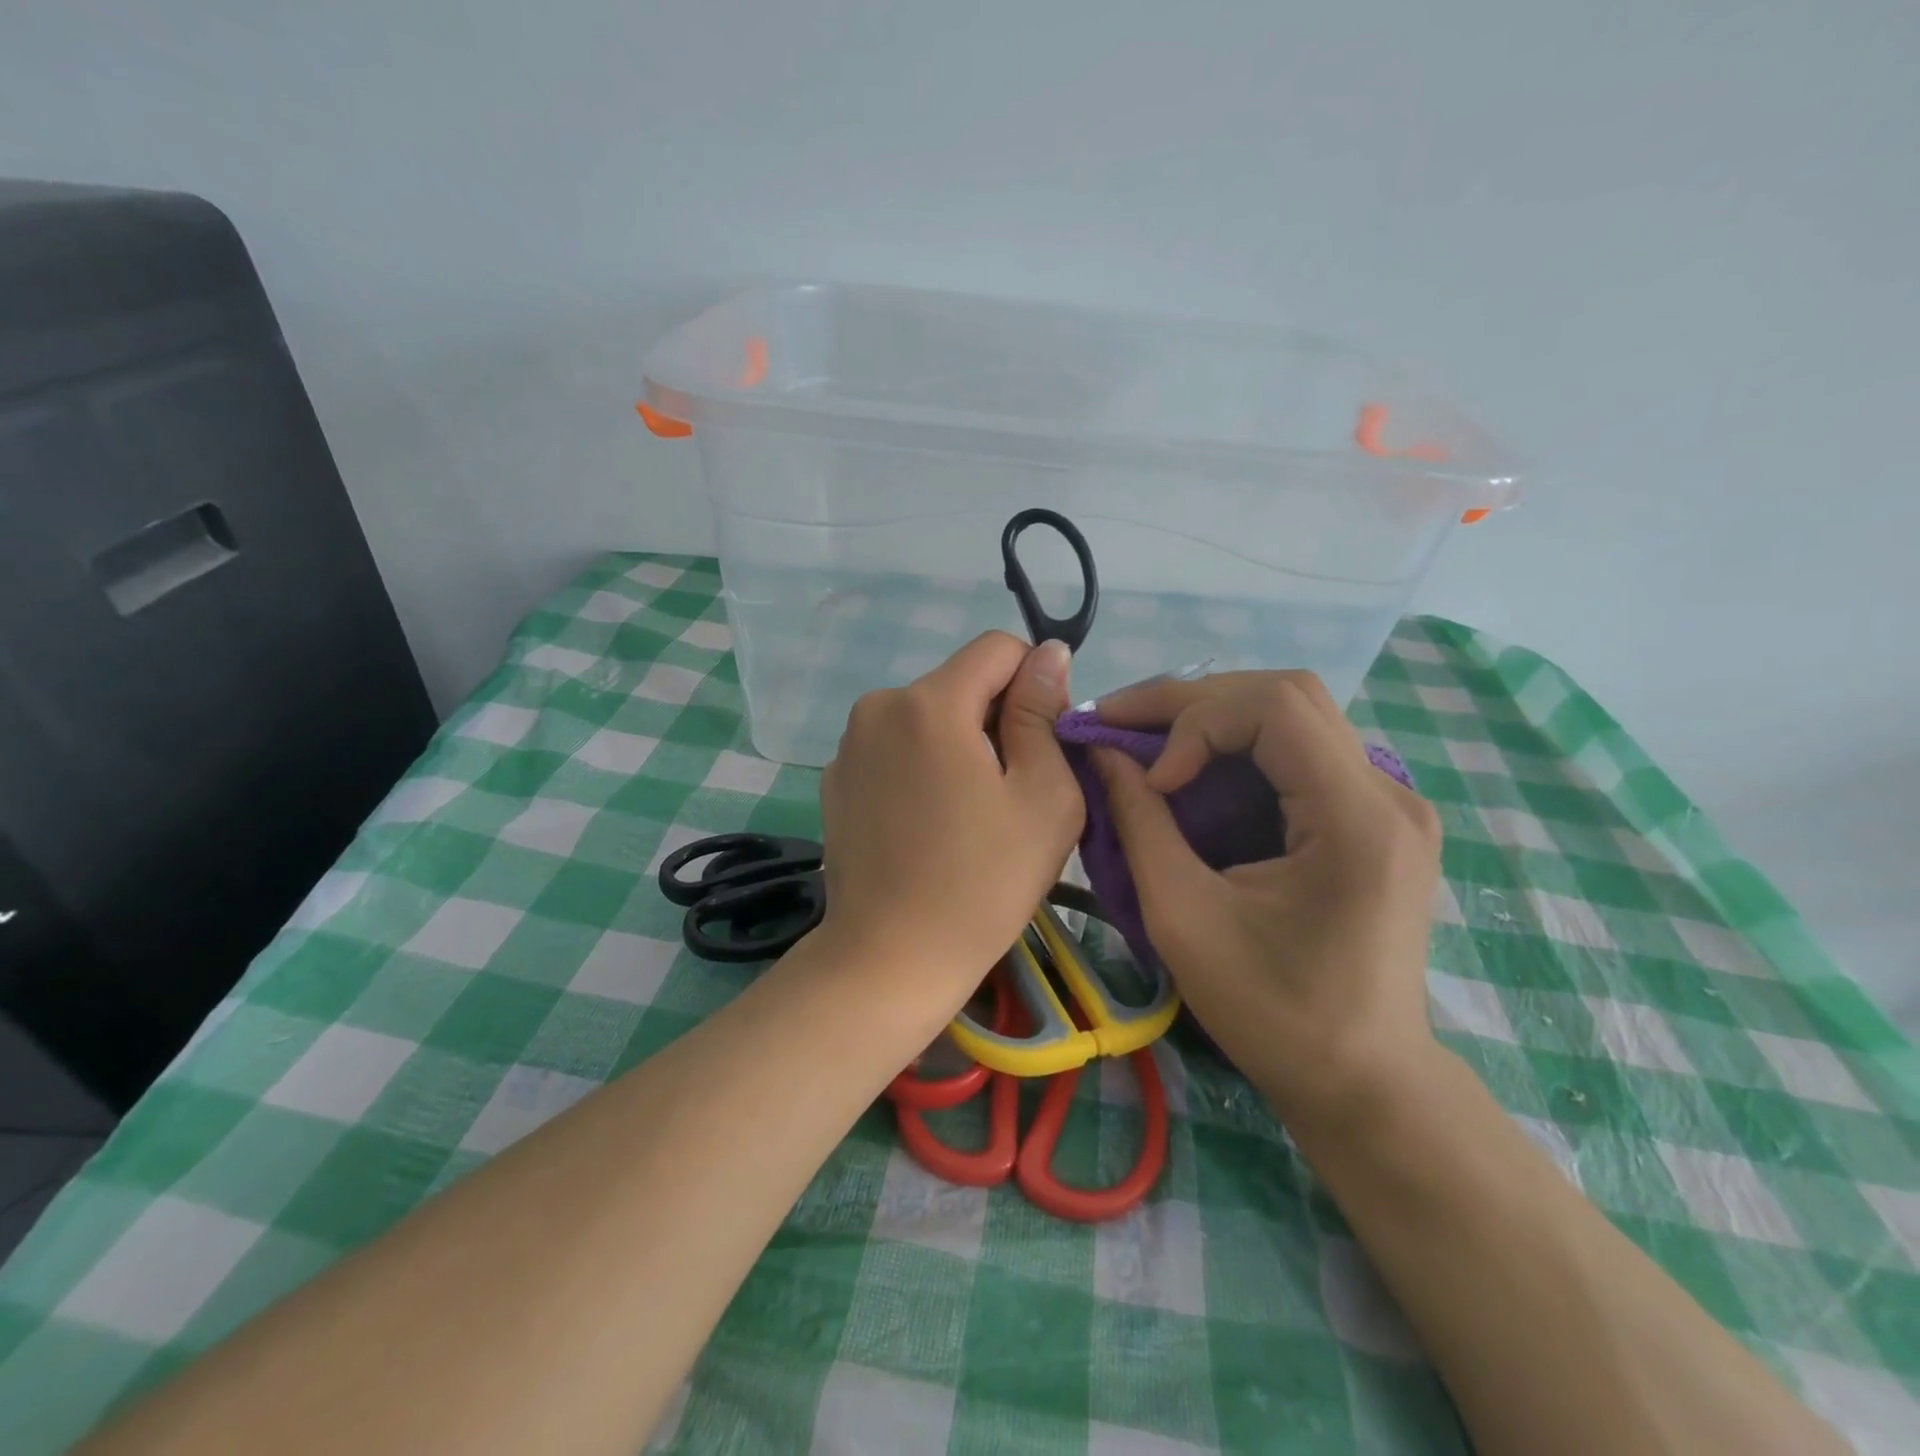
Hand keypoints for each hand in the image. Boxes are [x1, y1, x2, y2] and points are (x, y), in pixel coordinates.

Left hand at [819, 633, 1084, 1008]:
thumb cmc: (983, 882)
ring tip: (968, 815)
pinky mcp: (835, 779)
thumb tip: (1047, 654)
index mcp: (930, 702)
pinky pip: (895, 749)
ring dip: (958, 745)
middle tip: (1010, 793)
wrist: (890, 958)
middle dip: (995, 720)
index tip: (1042, 743)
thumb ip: (1042, 713)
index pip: (998, 649)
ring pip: (928, 717)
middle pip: (960, 684)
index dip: (1034, 684)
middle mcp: (878, 706)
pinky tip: (927, 826)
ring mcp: (849, 744)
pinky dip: (921, 768)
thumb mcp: (1043, 795)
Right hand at [1092, 671, 1441, 1123]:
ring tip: (1145, 742)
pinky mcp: (1375, 817)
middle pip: (1287, 695)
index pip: (1277, 706)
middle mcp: (1388, 793)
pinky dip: (1236, 749)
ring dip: (1212, 720)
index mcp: (1357, 819)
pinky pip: (1299, 752)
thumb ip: (1139, 823)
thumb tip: (1103, 751)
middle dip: (1193, 703)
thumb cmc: (1273, 1014)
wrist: (1362, 1082)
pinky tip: (1192, 772)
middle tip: (1120, 724)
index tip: (1152, 780)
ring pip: (1293, 716)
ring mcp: (1389, 802)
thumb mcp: (1184, 918)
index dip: (1196, 719)